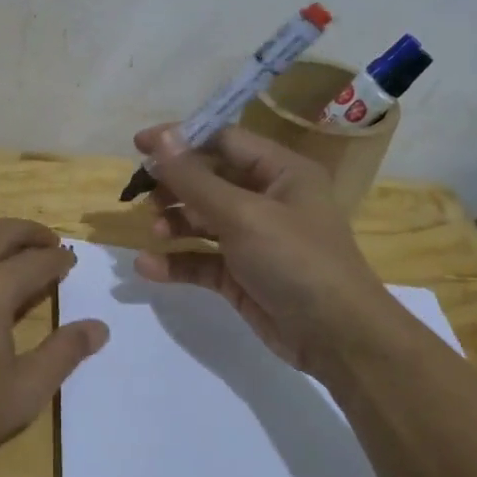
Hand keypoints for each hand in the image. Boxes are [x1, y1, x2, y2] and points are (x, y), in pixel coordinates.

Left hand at [0, 218, 108, 476]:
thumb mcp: (22, 392)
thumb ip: (64, 354)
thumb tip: (99, 327)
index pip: (37, 261)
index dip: (59, 260)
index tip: (72, 263)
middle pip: (3, 231)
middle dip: (32, 233)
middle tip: (52, 244)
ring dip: (1, 234)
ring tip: (19, 250)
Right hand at [133, 124, 390, 375]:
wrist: (337, 338)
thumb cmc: (296, 260)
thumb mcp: (243, 214)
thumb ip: (195, 179)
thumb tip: (161, 138)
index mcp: (281, 172)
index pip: (224, 141)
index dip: (181, 140)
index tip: (139, 147)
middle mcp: (268, 199)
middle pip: (209, 180)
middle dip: (174, 186)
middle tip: (142, 195)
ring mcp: (254, 239)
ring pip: (202, 220)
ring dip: (174, 223)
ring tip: (154, 232)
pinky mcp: (241, 275)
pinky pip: (202, 259)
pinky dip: (177, 261)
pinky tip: (148, 267)